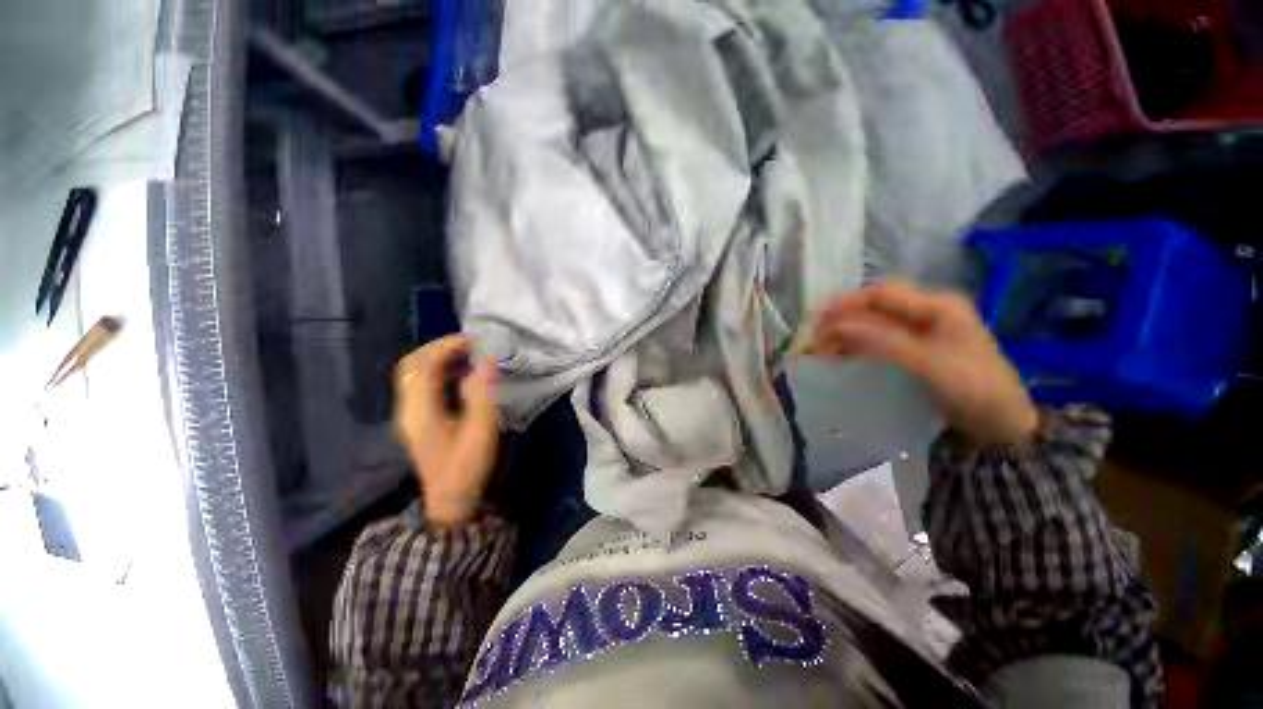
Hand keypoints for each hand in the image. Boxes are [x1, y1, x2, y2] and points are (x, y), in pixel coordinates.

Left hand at [394, 335, 501, 526]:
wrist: (451, 501)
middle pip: (412, 366)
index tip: (474, 339)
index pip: (424, 366)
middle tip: (469, 344)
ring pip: (415, 374)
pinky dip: (439, 372)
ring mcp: (410, 414)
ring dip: (439, 359)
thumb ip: (482, 394)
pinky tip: (461, 374)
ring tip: (468, 354)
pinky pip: (422, 385)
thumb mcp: (481, 431)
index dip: (446, 347)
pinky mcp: (418, 419)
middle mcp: (408, 409)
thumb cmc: (467, 466)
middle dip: (439, 348)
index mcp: (420, 411)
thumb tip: (486, 361)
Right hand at [809, 280, 1038, 447]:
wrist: (1004, 426)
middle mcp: (927, 313)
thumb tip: (836, 326)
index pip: (880, 294)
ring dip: (846, 333)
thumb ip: (883, 341)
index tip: (817, 322)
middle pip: (874, 307)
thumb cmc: (974, 389)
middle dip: (842, 319)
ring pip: (873, 324)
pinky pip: (879, 342)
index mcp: (936, 306)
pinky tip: (843, 357)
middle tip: (816, 340)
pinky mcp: (917, 352)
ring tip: (823, 350)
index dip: (845, 304)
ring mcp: (922, 333)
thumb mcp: (929, 363)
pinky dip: (857, 346)